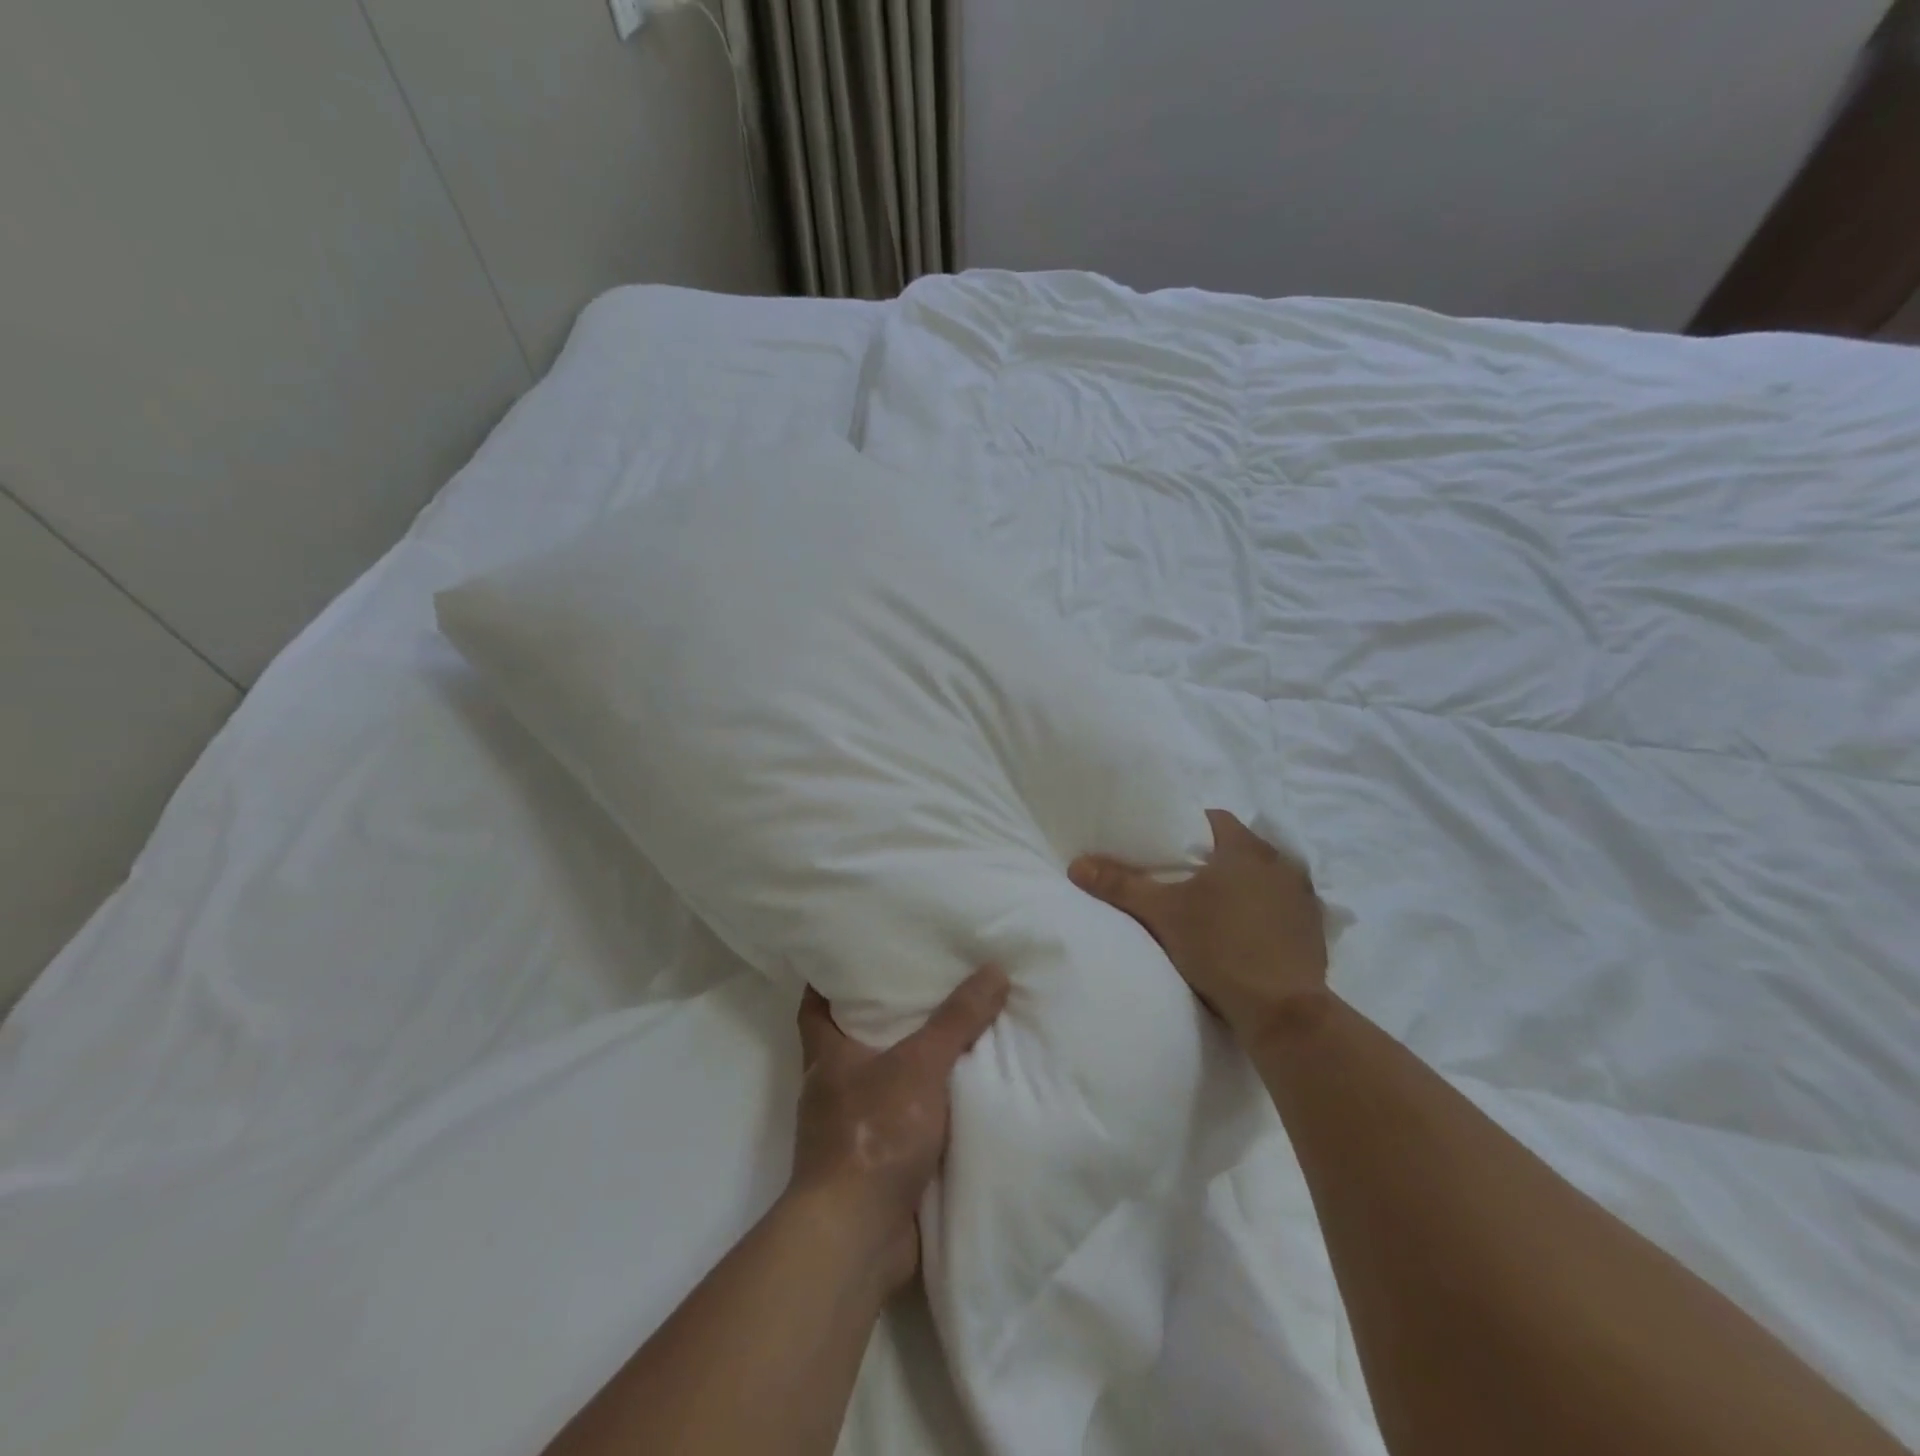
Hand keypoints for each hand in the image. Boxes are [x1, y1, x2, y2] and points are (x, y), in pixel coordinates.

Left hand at [788, 966, 1010, 1295]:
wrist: (857, 1239)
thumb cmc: (874, 1134)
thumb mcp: (920, 1065)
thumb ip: (957, 1019)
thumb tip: (994, 969)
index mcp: (827, 1056)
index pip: (815, 1003)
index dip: (828, 977)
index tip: (854, 952)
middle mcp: (833, 1089)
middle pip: (853, 1039)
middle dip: (884, 1015)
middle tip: (926, 982)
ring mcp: (852, 1130)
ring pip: (883, 1081)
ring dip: (911, 1064)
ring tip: (953, 1029)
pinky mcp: (875, 1165)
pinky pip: (903, 1122)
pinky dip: (926, 1108)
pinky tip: (961, 1093)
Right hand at [1070, 809, 1328, 1047]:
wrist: (1282, 1012)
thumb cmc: (1220, 947)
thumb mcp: (1162, 914)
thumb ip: (1120, 885)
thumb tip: (1077, 864)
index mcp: (1247, 849)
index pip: (1214, 819)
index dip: (1187, 828)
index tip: (1166, 848)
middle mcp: (1282, 864)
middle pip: (1238, 849)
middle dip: (1212, 860)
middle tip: (1180, 880)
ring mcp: (1303, 899)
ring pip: (1263, 879)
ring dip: (1241, 887)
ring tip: (1211, 908)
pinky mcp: (1314, 932)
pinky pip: (1282, 909)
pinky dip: (1263, 914)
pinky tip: (1244, 935)